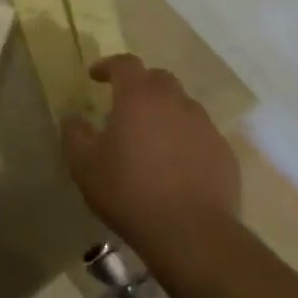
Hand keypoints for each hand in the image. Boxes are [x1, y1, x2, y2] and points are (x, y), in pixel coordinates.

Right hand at [62, 56, 239, 253]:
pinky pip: (200, 135)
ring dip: (164, 114)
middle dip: (139, 86)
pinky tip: (176, 166)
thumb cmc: (129, 191)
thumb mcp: (84, 165)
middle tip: (124, 107)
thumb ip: (74, 134)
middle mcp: (175, 102)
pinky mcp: (224, 153)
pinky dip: (185, 140)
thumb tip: (73, 118)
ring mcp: (205, 126)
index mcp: (139, 97)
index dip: (108, 66)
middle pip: (158, 79)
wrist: (191, 233)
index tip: (95, 77)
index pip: (125, 64)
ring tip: (151, 140)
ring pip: (182, 106)